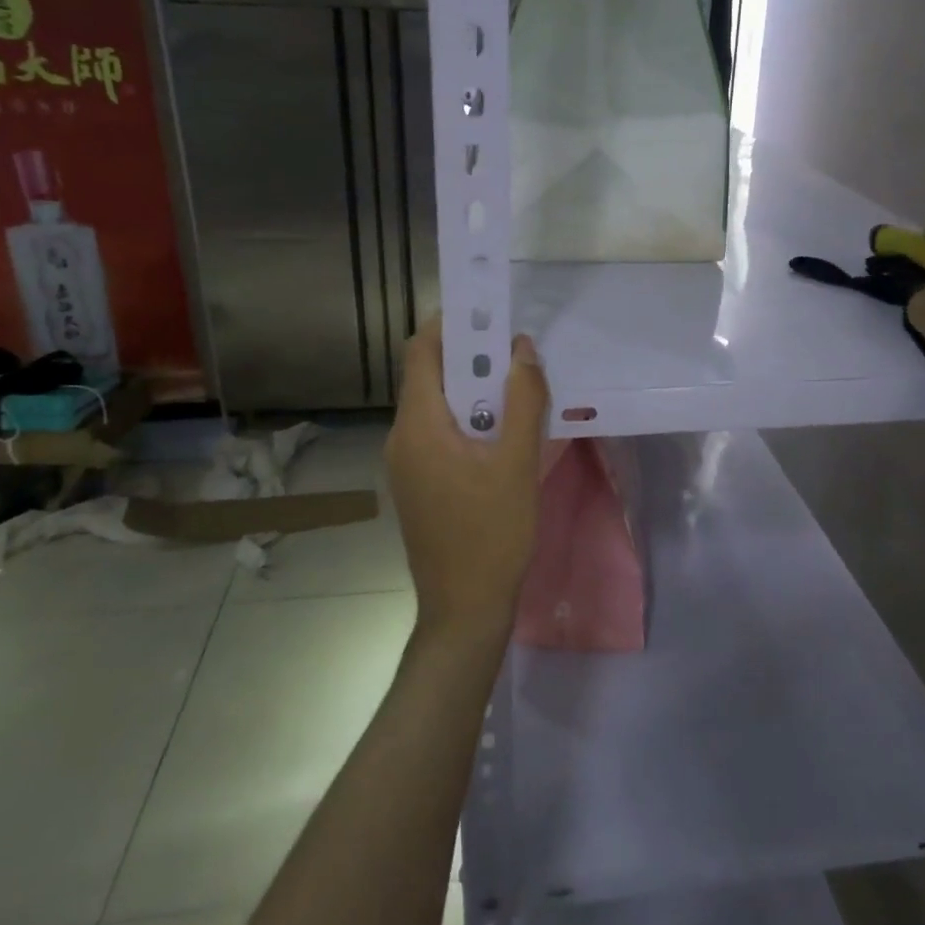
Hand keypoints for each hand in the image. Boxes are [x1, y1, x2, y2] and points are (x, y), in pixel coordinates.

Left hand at [386, 317, 548, 641]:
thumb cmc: (492, 534)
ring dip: (473, 391)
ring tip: (516, 391)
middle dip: (471, 357)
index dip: (451, 324)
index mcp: (418, 426)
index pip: (421, 351)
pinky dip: (467, 420)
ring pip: (436, 406)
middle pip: (429, 377)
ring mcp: (405, 463)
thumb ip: (522, 399)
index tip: (489, 314)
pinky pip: (438, 433)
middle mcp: (402, 437)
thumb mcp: (516, 463)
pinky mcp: (416, 484)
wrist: (464, 610)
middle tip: (515, 353)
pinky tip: (501, 434)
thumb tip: (522, 349)